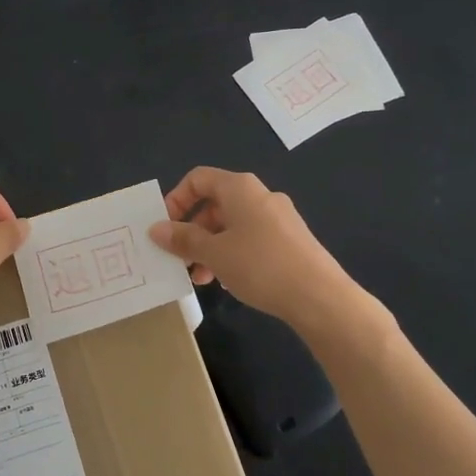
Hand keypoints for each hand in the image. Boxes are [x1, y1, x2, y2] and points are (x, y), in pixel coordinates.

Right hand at [148, 167, 358, 330]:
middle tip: (180, 259)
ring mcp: (278, 218)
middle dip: (192, 231)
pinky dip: (232, 254)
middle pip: (214, 203)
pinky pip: (251, 239)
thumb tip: (156, 228)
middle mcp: (260, 195)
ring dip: (210, 247)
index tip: (166, 229)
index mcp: (240, 188)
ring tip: (200, 278)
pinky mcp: (290, 240)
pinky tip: (228, 281)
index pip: (198, 178)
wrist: (319, 296)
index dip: (176, 200)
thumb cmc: (260, 265)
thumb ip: (183, 239)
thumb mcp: (214, 253)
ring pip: (232, 225)